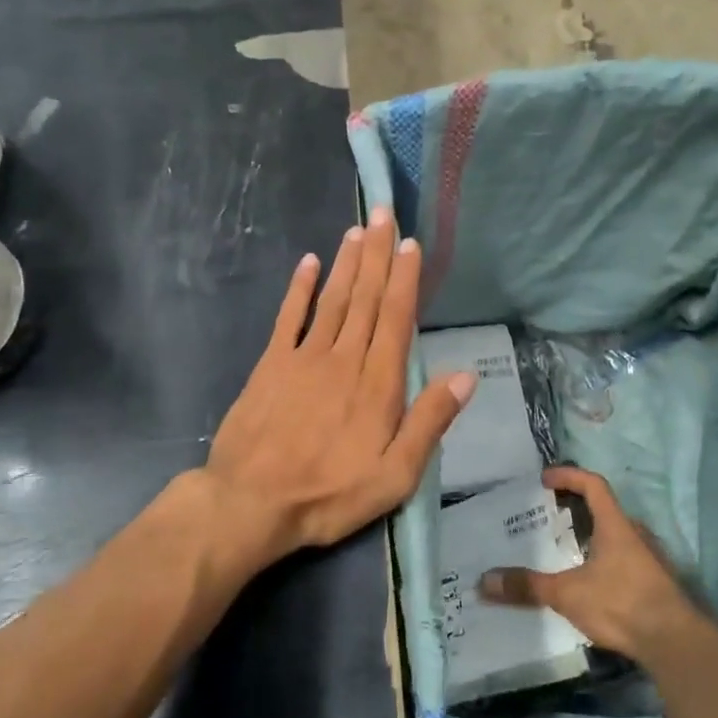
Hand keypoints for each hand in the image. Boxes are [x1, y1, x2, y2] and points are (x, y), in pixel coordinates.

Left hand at [201, 206, 474, 571]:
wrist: (251, 503)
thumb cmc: (329, 494)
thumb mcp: (395, 475)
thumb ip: (429, 423)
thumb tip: (465, 376)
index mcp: (378, 384)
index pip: (395, 318)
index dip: (404, 279)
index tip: (411, 245)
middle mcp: (343, 359)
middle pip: (365, 297)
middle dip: (378, 254)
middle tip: (385, 214)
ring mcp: (304, 357)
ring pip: (332, 299)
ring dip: (347, 263)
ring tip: (359, 230)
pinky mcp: (271, 365)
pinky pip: (288, 317)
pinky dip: (299, 288)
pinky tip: (309, 262)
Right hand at [479, 466, 707, 660]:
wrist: (675, 643)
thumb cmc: (621, 603)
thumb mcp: (567, 594)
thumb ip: (527, 586)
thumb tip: (484, 582)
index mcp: (616, 525)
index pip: (593, 484)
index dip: (569, 476)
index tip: (545, 479)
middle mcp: (636, 534)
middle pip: (604, 509)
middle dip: (576, 508)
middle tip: (548, 516)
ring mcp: (650, 559)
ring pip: (616, 536)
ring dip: (592, 536)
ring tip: (565, 550)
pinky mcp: (656, 583)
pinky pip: (625, 559)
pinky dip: (604, 560)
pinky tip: (590, 581)